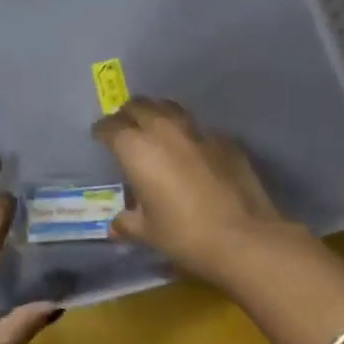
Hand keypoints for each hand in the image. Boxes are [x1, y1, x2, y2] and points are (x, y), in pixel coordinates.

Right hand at [92, 97, 294, 283]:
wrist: (243, 236)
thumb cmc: (184, 234)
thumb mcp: (147, 232)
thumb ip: (128, 223)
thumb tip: (116, 225)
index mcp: (136, 148)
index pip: (111, 127)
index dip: (102, 130)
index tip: (100, 136)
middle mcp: (163, 130)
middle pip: (139, 106)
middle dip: (128, 114)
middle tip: (125, 128)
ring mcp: (197, 131)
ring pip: (170, 108)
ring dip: (158, 114)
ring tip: (156, 128)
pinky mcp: (224, 140)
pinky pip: (199, 128)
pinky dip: (188, 134)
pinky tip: (192, 151)